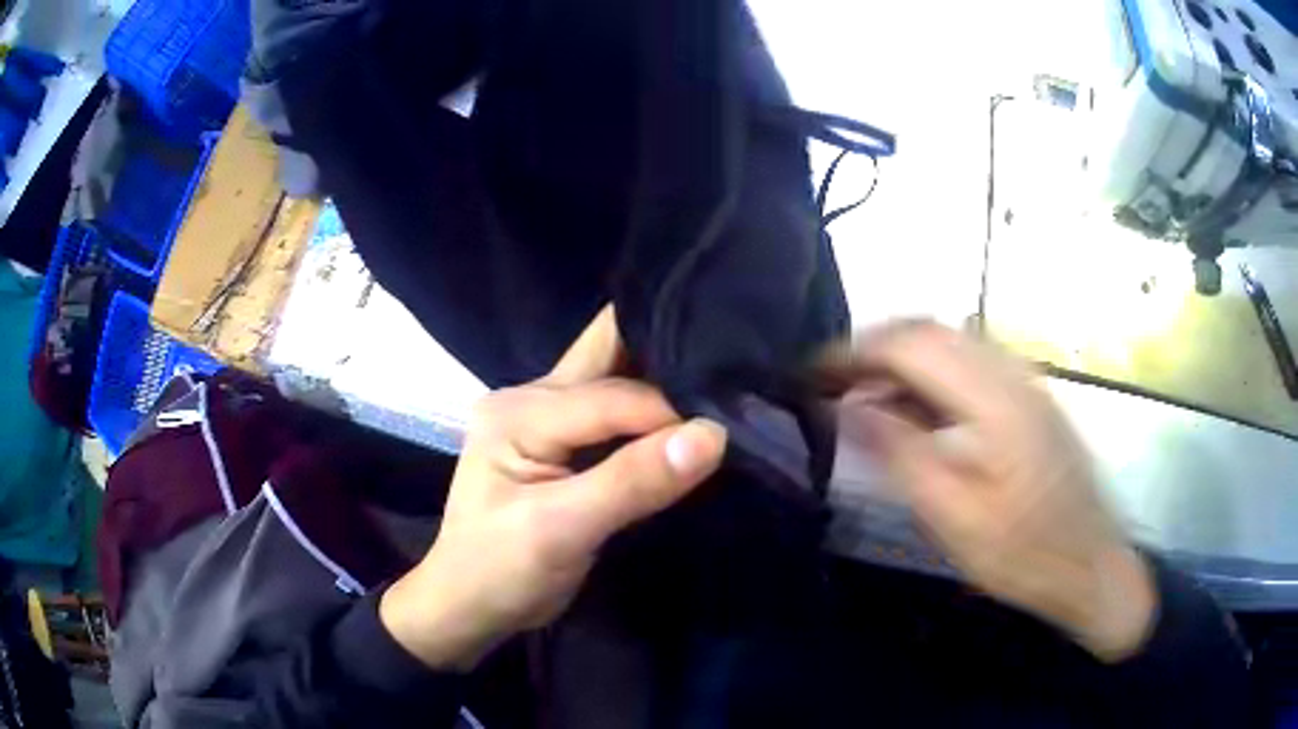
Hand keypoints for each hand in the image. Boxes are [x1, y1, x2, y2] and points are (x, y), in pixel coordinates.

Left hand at [381, 307, 726, 669]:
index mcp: (519, 411)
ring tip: (719, 394)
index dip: (671, 414)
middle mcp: (530, 396)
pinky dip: (650, 414)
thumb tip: (711, 436)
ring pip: (615, 377)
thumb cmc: (500, 572)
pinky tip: (686, 422)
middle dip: (666, 359)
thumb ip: (633, 481)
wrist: (468, 604)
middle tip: (727, 377)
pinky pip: (613, 409)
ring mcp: (543, 414)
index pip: (613, 397)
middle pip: (608, 355)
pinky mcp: (559, 439)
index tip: (724, 437)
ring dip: (662, 385)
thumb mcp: (562, 532)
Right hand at [822, 321, 1155, 661]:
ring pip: (950, 343)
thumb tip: (848, 407)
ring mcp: (1024, 380)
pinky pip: (969, 364)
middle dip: (873, 347)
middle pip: (930, 331)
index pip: (910, 345)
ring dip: (901, 359)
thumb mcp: (953, 515)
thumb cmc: (1021, 552)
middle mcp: (1010, 371)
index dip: (854, 352)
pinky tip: (915, 410)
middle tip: (831, 381)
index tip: (811, 372)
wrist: (1089, 563)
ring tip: (863, 395)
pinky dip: (930, 375)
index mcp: (992, 396)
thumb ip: (900, 453)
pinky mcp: (1030, 397)